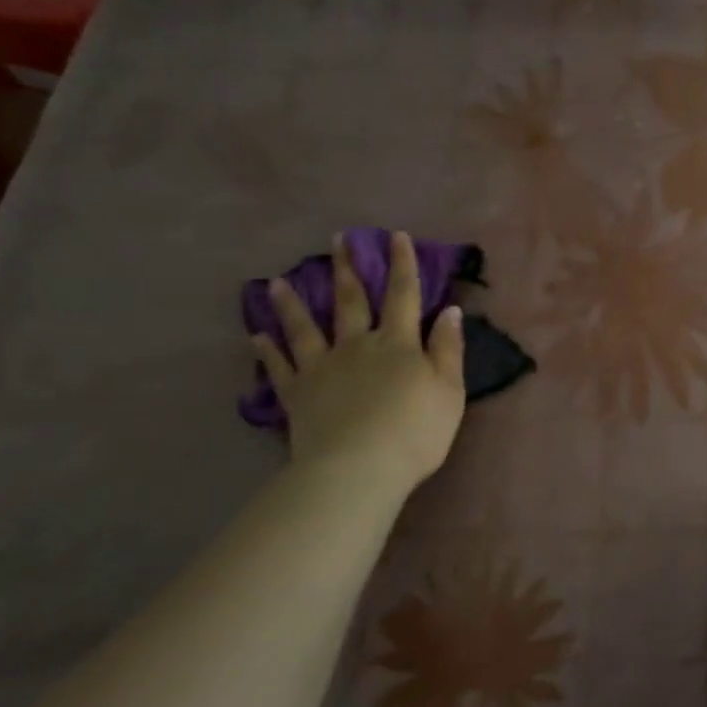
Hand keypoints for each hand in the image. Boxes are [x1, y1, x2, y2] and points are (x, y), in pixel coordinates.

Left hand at [252, 231, 466, 497]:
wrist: (358, 469)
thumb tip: (449, 310)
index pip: (402, 295)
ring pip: (305, 328)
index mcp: (398, 343)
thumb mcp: (449, 390)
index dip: (401, 265)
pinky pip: (279, 368)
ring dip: (293, 304)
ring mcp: (322, 369)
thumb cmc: (415, 431)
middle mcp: (357, 346)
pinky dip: (267, 351)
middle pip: (350, 301)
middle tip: (337, 240)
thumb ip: (448, 348)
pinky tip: (256, 336)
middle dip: (347, 269)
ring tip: (277, 282)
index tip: (394, 236)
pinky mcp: (298, 395)